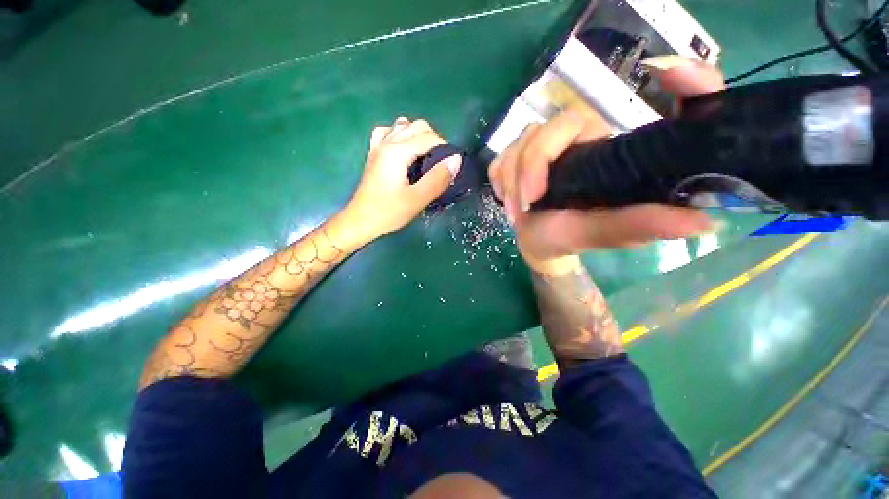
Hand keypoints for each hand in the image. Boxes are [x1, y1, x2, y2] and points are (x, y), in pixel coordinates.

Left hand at [341, 117, 461, 242]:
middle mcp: (386, 142)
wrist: (360, 221)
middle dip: (435, 140)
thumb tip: (456, 159)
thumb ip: (437, 178)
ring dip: (418, 136)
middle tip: (441, 164)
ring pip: (403, 125)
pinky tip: (405, 151)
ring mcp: (377, 146)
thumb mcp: (417, 199)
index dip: (445, 148)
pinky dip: (401, 136)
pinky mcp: (374, 154)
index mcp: (397, 152)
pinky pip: (388, 133)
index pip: (428, 137)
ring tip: (425, 157)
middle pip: (417, 125)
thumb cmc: (388, 213)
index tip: (452, 167)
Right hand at [489, 57, 724, 272]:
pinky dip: (499, 181)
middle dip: (528, 167)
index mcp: (603, 148)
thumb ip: (641, 224)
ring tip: (517, 213)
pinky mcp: (515, 159)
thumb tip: (704, 220)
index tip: (647, 83)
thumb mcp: (608, 233)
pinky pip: (498, 160)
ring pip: (516, 145)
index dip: (602, 106)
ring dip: (511, 180)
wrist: (540, 244)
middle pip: (542, 130)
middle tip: (526, 203)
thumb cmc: (574, 238)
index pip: (594, 116)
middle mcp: (573, 140)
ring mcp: (539, 147)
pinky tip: (508, 199)